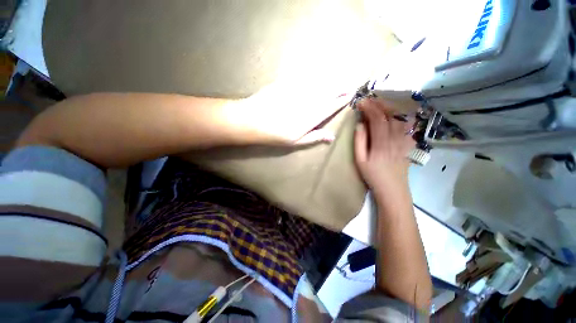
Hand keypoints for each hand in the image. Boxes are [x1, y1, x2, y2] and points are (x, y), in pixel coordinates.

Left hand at [235, 81, 352, 145]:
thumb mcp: (295, 141)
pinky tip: (319, 72)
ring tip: (339, 78)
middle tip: (349, 84)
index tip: (350, 95)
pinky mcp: (287, 83)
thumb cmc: (274, 135)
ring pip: (318, 83)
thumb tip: (331, 137)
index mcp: (310, 117)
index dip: (341, 101)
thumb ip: (314, 137)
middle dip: (340, 88)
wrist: (252, 120)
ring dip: (330, 80)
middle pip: (327, 92)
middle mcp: (307, 101)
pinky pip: (304, 77)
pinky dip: (314, 75)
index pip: (330, 107)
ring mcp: (297, 90)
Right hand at [354, 98, 414, 193]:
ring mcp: (404, 140)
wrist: (392, 189)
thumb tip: (360, 124)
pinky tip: (394, 116)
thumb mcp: (360, 160)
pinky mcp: (408, 143)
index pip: (377, 119)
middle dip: (379, 104)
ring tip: (379, 105)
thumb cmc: (372, 175)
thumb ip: (359, 141)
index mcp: (381, 143)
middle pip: (390, 115)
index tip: (360, 102)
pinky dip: (401, 117)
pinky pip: (407, 126)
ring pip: (400, 118)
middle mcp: (395, 138)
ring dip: (389, 109)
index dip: (369, 108)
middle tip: (369, 100)